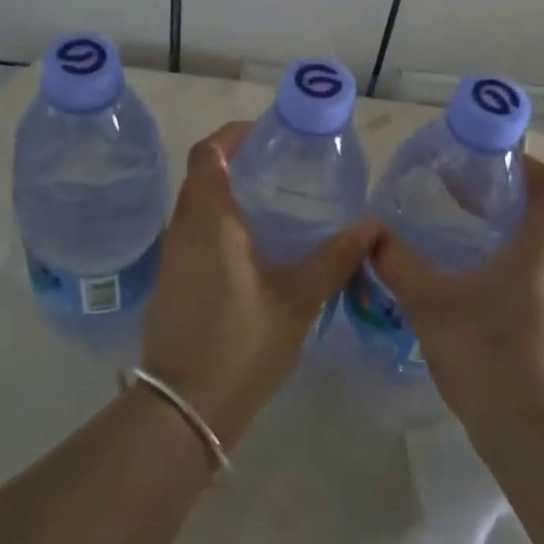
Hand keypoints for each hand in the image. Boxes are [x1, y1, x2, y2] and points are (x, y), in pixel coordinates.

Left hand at [142, 121, 378, 449]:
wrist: (183, 409)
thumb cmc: (241, 343)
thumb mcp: (298, 300)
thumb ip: (335, 258)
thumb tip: (373, 225)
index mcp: (208, 219)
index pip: (207, 153)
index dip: (232, 135)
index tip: (267, 133)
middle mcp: (182, 228)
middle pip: (201, 175)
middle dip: (235, 162)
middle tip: (280, 166)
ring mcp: (171, 257)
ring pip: (195, 206)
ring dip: (226, 194)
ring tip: (273, 202)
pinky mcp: (171, 282)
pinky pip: (192, 233)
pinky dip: (218, 223)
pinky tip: (253, 247)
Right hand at [370, 155, 543, 429]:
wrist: (532, 438)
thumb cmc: (485, 354)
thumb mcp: (429, 303)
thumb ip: (398, 263)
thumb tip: (373, 235)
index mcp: (541, 250)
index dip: (529, 165)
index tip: (493, 163)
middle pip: (543, 219)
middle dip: (504, 204)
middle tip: (460, 203)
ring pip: (540, 255)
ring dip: (506, 242)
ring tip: (460, 248)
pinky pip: (540, 287)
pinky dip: (512, 276)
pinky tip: (474, 298)